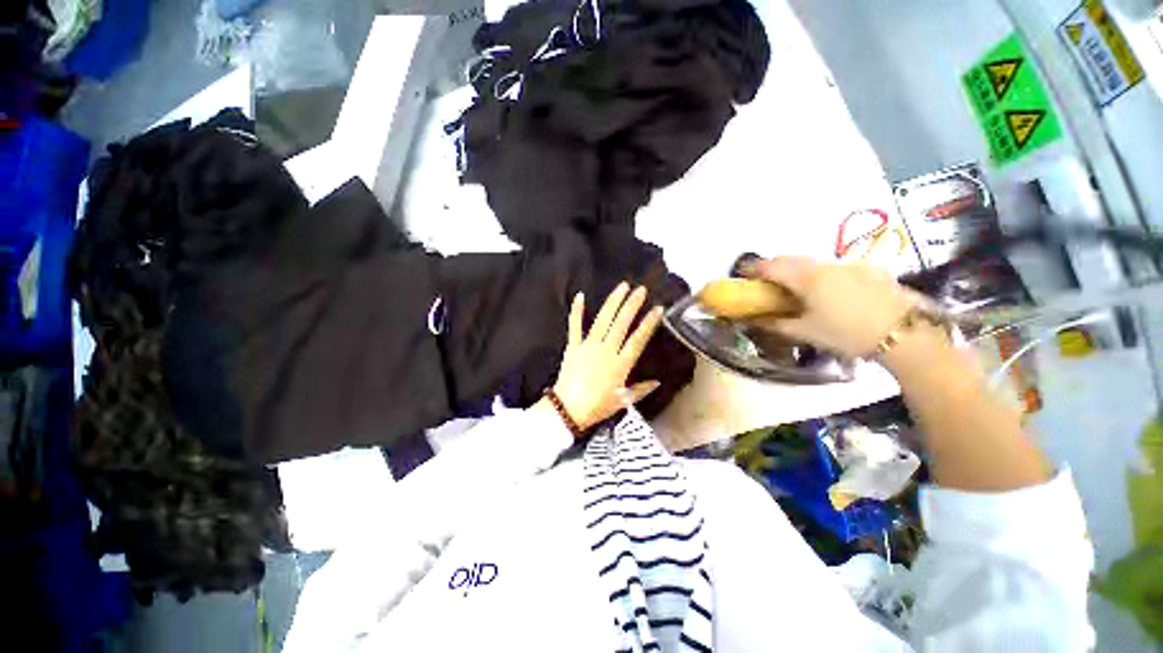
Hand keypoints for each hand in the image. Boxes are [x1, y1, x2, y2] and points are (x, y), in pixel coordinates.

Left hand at [548, 283, 664, 430]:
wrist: (568, 409)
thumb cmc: (597, 407)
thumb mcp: (623, 401)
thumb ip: (641, 390)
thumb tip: (657, 382)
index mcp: (620, 364)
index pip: (637, 339)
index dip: (649, 323)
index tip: (657, 309)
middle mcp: (606, 350)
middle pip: (621, 324)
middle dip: (632, 305)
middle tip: (640, 289)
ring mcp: (588, 346)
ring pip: (603, 320)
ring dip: (613, 302)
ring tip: (622, 287)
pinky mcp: (573, 346)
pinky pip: (575, 326)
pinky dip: (577, 311)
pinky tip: (580, 296)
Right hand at [745, 257, 921, 357]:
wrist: (905, 334)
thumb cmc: (847, 334)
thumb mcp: (805, 332)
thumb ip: (775, 324)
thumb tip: (753, 320)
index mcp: (806, 278)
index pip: (771, 266)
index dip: (753, 269)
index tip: (742, 274)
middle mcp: (825, 265)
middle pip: (791, 259)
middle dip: (773, 267)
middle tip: (765, 283)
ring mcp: (849, 265)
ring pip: (813, 262)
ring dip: (797, 270)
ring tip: (796, 289)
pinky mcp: (868, 270)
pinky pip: (834, 267)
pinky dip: (821, 275)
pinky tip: (830, 292)